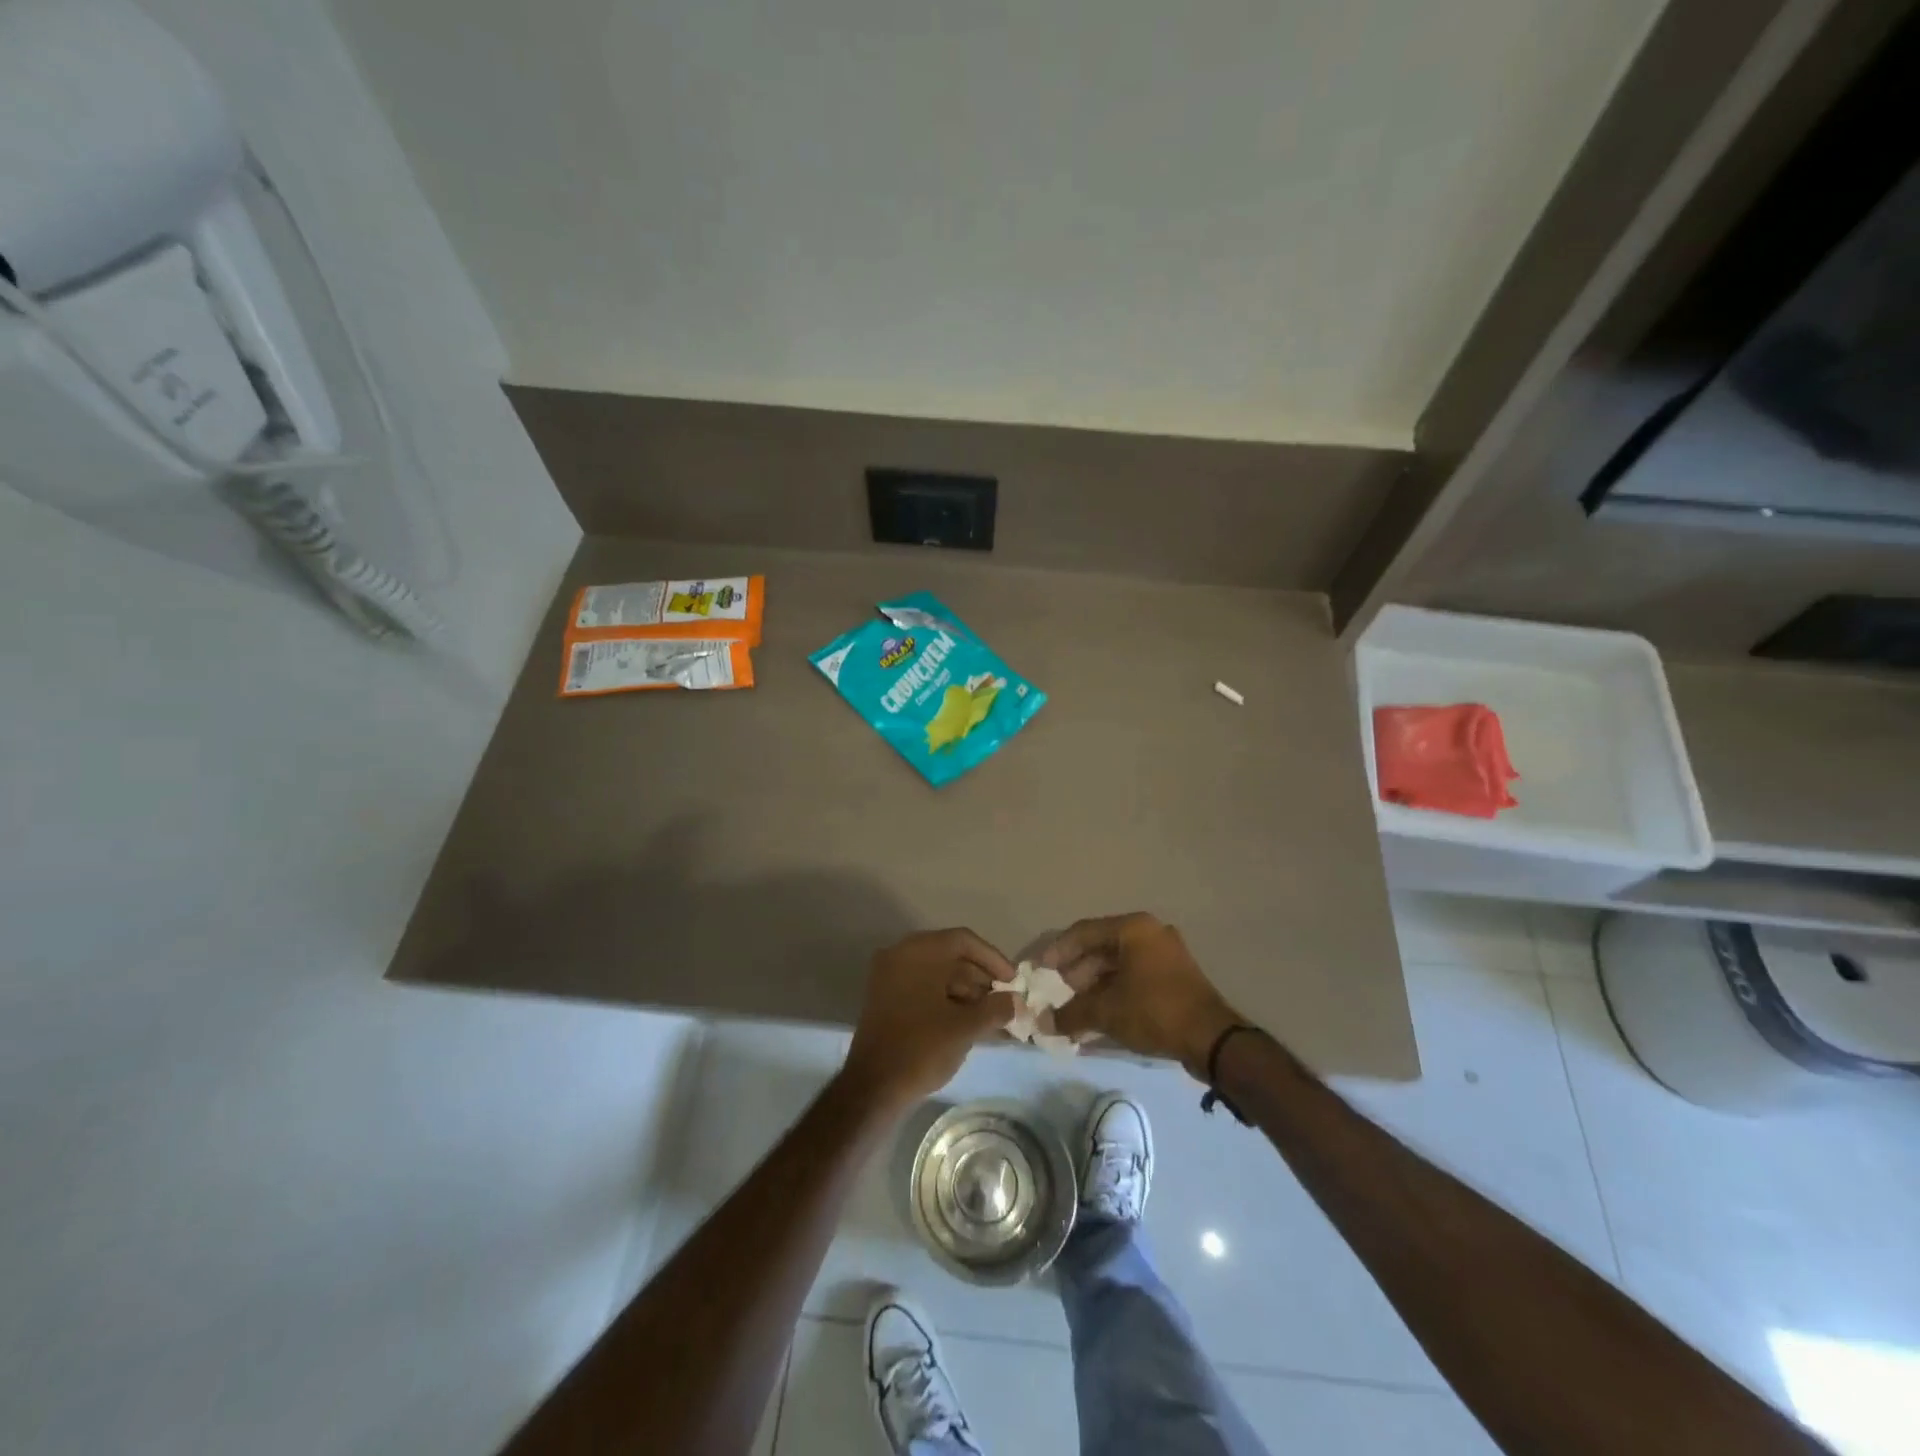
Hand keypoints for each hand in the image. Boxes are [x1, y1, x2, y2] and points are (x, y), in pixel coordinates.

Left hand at [840, 929, 1016, 1111]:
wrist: (873, 1087)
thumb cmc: (922, 1047)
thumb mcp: (965, 1027)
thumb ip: (996, 1008)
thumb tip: (1016, 1002)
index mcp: (918, 951)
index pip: (964, 941)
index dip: (993, 959)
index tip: (1013, 981)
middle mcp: (900, 954)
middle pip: (950, 956)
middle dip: (981, 978)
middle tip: (1005, 1001)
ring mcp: (889, 976)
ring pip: (937, 973)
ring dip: (966, 992)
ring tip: (991, 1017)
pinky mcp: (885, 998)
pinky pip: (923, 988)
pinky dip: (946, 1000)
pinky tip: (968, 1022)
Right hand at [1042, 913, 1245, 1078]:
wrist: (1212, 1039)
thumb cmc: (1154, 1010)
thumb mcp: (1106, 1011)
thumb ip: (1071, 1013)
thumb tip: (1043, 1022)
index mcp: (1133, 928)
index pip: (1083, 932)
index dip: (1057, 952)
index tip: (1038, 971)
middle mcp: (1149, 933)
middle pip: (1101, 948)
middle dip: (1075, 973)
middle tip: (1055, 994)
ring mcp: (1165, 954)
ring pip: (1117, 965)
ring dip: (1093, 985)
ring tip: (1073, 1009)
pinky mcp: (1174, 976)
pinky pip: (1134, 977)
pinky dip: (1113, 992)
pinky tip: (1097, 1014)